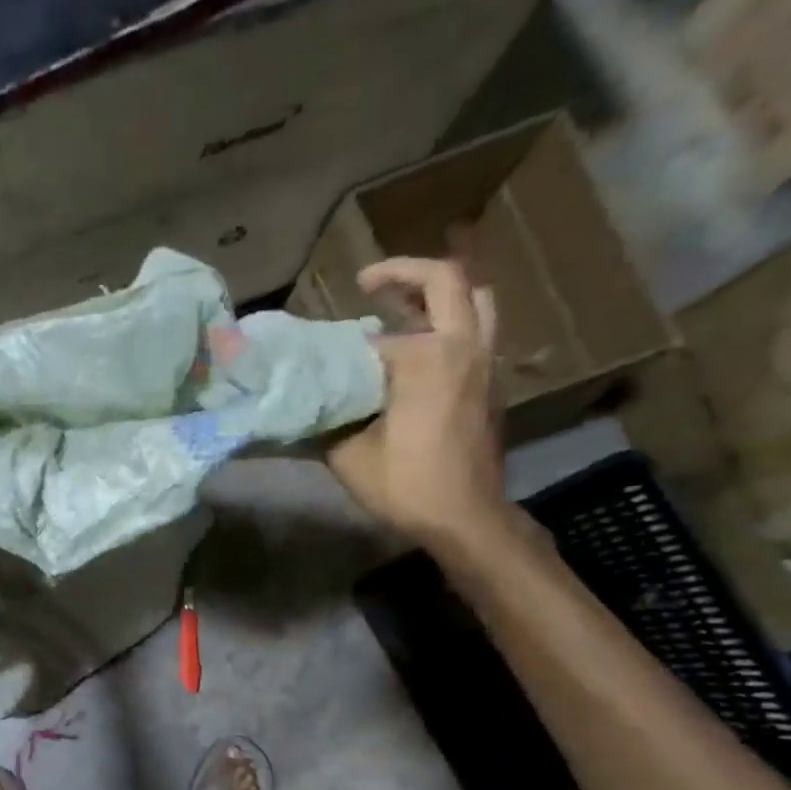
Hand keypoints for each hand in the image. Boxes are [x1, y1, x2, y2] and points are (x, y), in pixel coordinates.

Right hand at [324, 257, 508, 555]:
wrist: (465, 516)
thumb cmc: (406, 484)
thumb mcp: (347, 455)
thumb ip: (326, 419)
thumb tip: (299, 404)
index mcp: (427, 359)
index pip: (378, 334)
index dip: (344, 340)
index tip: (318, 347)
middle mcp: (463, 348)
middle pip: (448, 281)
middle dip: (406, 273)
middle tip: (369, 284)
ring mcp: (485, 364)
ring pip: (476, 301)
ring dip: (439, 294)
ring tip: (402, 306)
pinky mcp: (491, 385)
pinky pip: (477, 333)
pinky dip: (449, 325)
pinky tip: (418, 353)